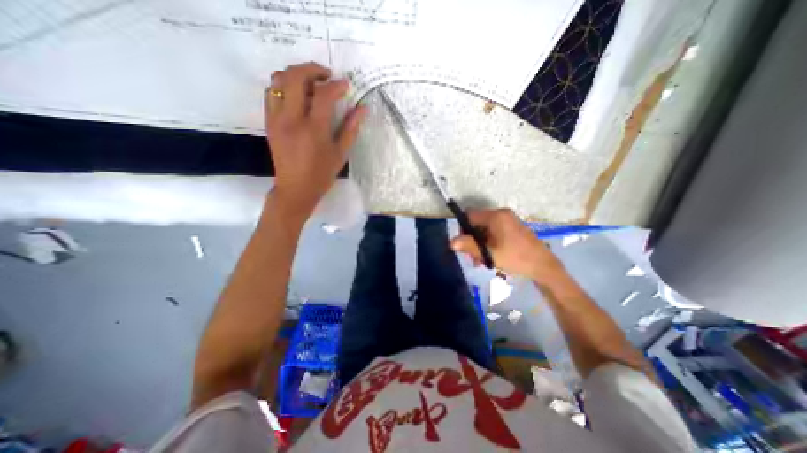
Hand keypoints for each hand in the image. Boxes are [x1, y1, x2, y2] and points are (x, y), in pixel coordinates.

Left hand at [265, 62, 365, 220]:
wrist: (295, 189)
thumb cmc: (321, 175)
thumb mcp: (340, 154)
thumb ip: (350, 129)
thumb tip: (362, 109)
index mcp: (314, 130)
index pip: (324, 95)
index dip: (336, 85)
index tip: (345, 85)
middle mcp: (292, 119)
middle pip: (295, 77)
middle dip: (312, 69)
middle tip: (326, 75)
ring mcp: (277, 119)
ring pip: (279, 80)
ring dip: (296, 74)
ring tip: (311, 82)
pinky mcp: (269, 122)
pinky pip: (271, 93)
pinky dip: (284, 86)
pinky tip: (297, 95)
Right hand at [451, 207, 561, 278]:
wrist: (544, 266)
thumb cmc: (516, 258)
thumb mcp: (490, 254)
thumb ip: (469, 246)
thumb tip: (451, 242)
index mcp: (496, 216)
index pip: (469, 215)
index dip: (462, 228)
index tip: (463, 244)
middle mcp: (501, 214)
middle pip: (476, 222)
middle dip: (471, 239)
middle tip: (472, 257)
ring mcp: (508, 221)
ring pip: (484, 229)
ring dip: (479, 244)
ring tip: (480, 261)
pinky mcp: (512, 228)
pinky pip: (493, 232)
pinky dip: (488, 243)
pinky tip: (489, 257)